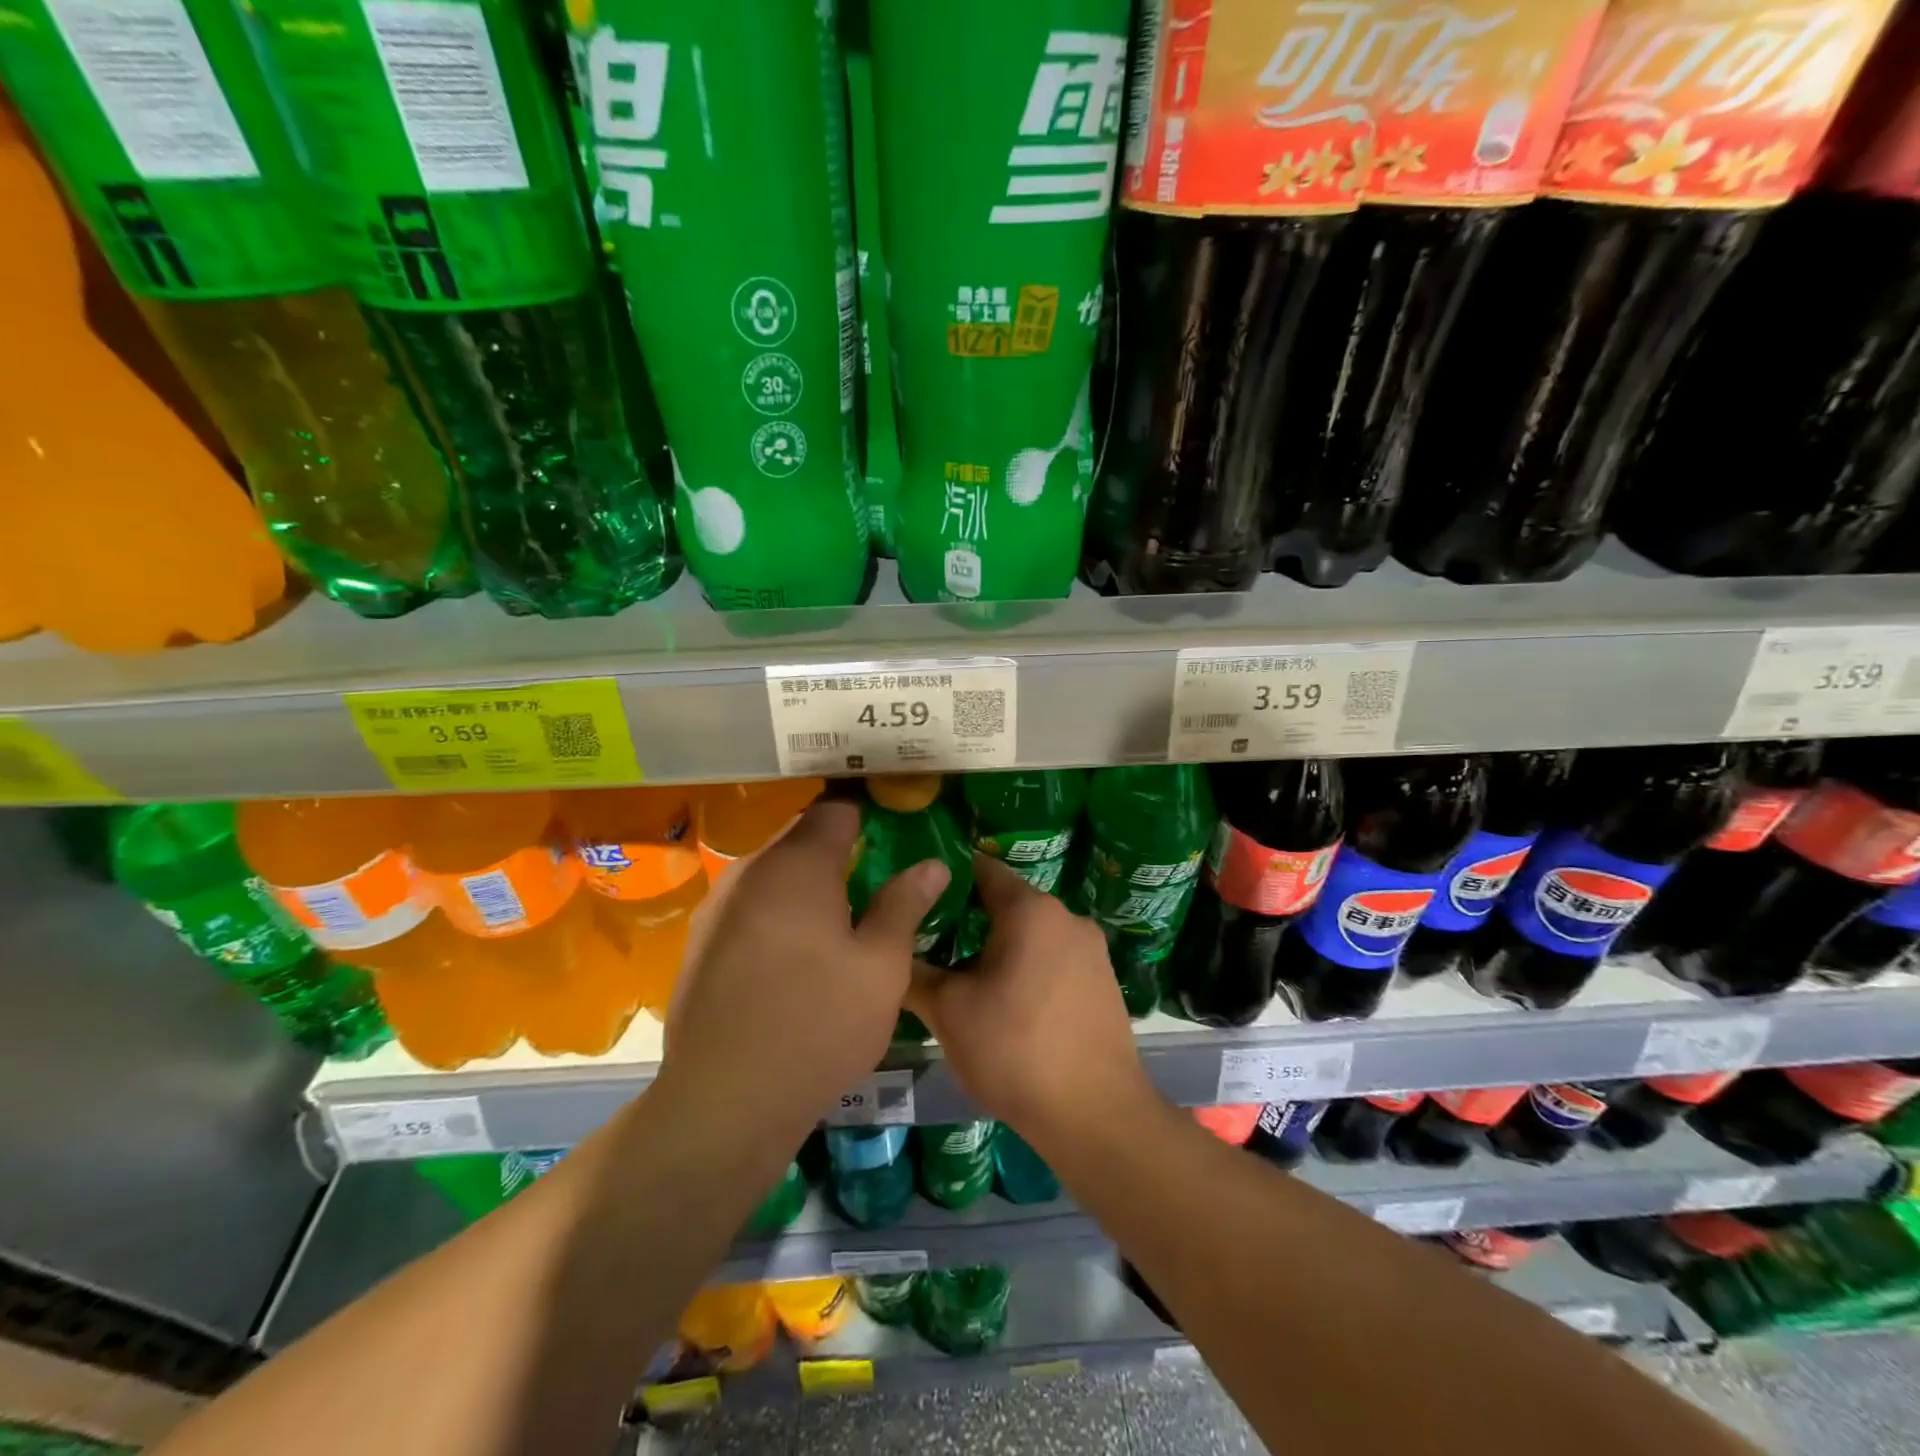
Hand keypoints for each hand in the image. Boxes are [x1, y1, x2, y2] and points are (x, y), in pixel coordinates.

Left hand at [662, 800, 949, 1145]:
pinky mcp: (700, 941)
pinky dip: (777, 911)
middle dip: (837, 850)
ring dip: (805, 882)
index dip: (867, 816)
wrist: (724, 1101)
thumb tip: (932, 863)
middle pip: (800, 837)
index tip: (892, 836)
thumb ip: (904, 904)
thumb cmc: (819, 1024)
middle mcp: (750, 871)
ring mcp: (718, 906)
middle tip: (874, 882)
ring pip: (772, 872)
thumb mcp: (881, 966)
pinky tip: (794, 954)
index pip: (835, 810)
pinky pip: (750, 904)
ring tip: (839, 920)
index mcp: (798, 865)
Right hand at [906, 854, 1152, 1147]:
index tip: (916, 892)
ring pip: (1031, 933)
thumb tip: (892, 954)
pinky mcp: (1103, 981)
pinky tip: (1005, 1003)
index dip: (946, 876)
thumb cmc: (1015, 1050)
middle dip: (967, 918)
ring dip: (997, 947)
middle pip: (1007, 902)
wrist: (1095, 1116)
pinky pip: (1054, 958)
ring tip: (961, 976)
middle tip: (929, 940)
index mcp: (1031, 909)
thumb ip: (915, 974)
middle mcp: (1067, 917)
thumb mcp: (949, 1012)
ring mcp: (1091, 950)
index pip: (982, 868)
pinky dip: (1026, 967)